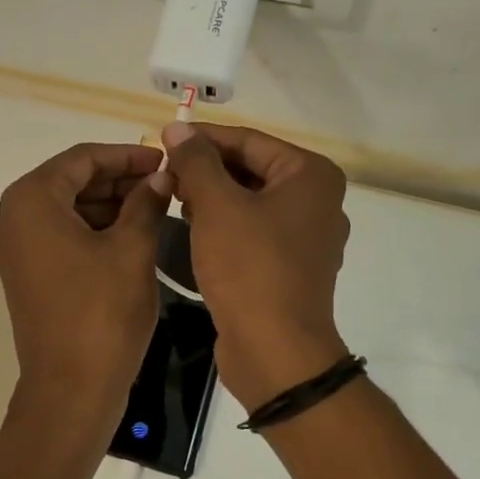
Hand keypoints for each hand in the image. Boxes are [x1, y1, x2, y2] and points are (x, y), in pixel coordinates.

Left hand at [0, 142, 170, 424]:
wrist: (71, 390)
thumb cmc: (102, 314)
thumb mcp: (132, 250)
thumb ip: (146, 202)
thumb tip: (161, 176)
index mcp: (32, 201)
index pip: (82, 158)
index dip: (127, 155)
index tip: (165, 159)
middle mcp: (14, 218)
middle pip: (72, 181)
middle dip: (119, 178)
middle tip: (165, 182)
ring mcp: (18, 248)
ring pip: (69, 208)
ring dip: (110, 203)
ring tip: (157, 205)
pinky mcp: (29, 273)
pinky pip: (63, 235)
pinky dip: (96, 228)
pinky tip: (134, 231)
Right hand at [159, 122, 350, 411]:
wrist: (275, 351)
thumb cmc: (249, 268)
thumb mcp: (217, 206)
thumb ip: (196, 161)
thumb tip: (178, 127)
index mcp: (311, 176)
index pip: (249, 141)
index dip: (203, 140)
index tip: (162, 143)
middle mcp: (317, 201)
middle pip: (251, 170)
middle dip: (206, 171)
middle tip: (164, 175)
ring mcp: (306, 237)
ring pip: (250, 202)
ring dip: (211, 199)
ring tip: (172, 200)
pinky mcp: (290, 267)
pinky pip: (253, 232)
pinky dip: (224, 226)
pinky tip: (191, 229)